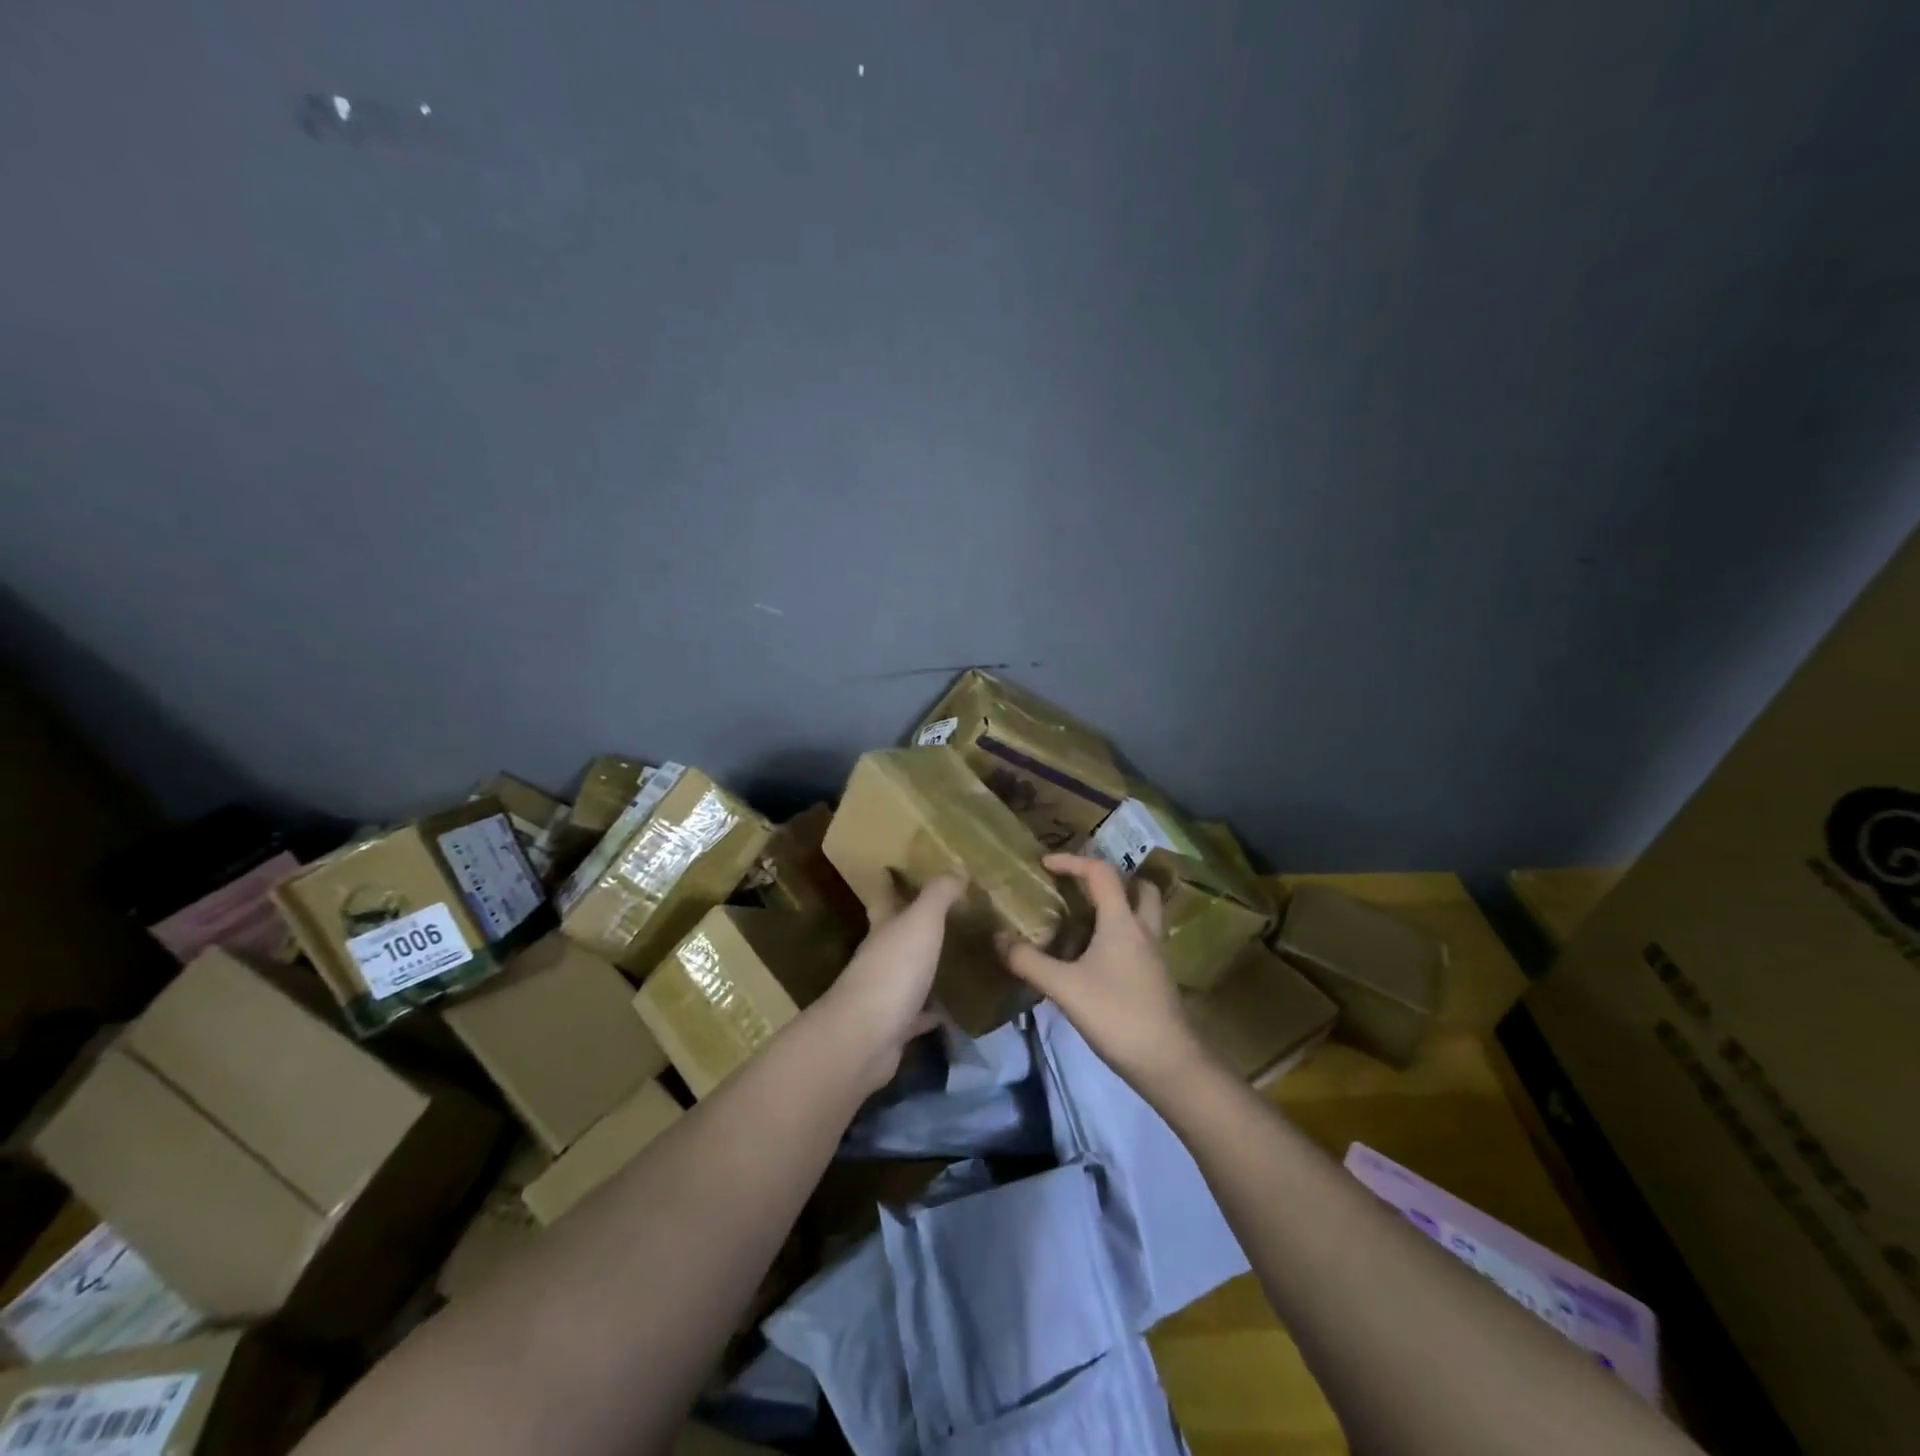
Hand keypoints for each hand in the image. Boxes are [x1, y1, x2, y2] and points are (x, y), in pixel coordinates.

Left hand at [818, 874, 963, 1092]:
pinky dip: (933, 1011)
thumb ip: (938, 895)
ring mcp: (885, 995)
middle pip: (894, 935)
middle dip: (909, 923)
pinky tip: (953, 1009)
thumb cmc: (893, 970)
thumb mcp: (920, 922)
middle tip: (941, 912)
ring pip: (909, 973)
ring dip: (926, 967)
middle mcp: (879, 958)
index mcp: (882, 929)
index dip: (886, 881)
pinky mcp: (896, 1028)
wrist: (866, 1038)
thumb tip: (956, 868)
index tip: (890, 867)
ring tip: (956, 958)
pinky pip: (919, 1015)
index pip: (882, 897)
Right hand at [1000, 854, 1208, 1094]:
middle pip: (1139, 888)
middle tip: (1083, 888)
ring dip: (1122, 906)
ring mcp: (1155, 955)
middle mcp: (1143, 930)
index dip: (1072, 861)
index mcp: (1121, 921)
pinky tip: (1099, 956)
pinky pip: (1141, 940)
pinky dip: (1122, 935)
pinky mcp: (1157, 978)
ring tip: (1089, 919)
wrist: (1167, 1062)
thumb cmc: (1116, 1015)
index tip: (1046, 864)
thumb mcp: (1064, 987)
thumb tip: (998, 938)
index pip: (1100, 873)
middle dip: (1112, 880)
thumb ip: (1029, 961)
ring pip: (1145, 915)